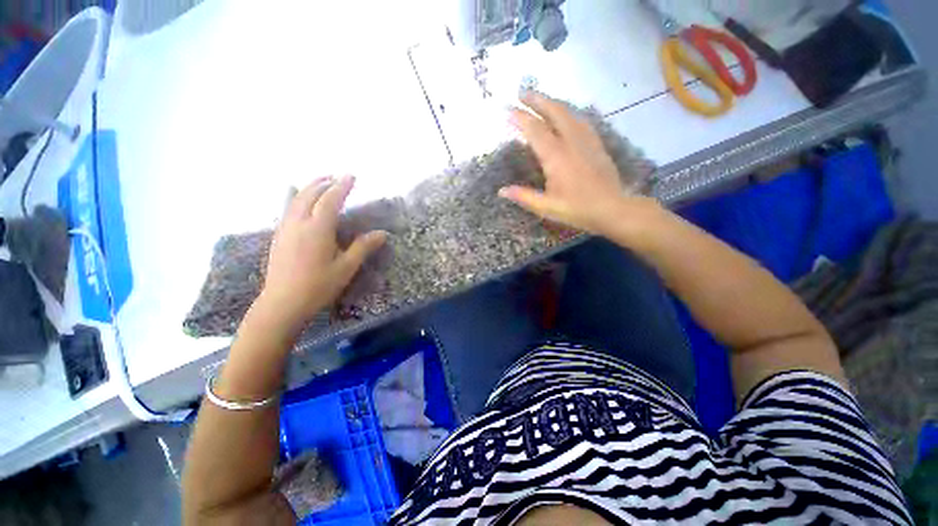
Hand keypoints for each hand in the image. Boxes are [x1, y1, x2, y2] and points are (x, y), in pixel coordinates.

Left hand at [258, 175, 386, 335]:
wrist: (283, 303)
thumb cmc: (318, 286)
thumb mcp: (346, 267)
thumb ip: (363, 247)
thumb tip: (382, 234)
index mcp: (317, 229)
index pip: (330, 200)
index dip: (341, 187)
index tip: (351, 176)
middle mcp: (299, 223)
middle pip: (309, 195)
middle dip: (323, 182)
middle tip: (336, 176)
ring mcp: (285, 229)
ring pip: (295, 200)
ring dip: (309, 187)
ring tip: (320, 181)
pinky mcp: (279, 236)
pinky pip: (287, 209)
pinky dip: (295, 198)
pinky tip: (296, 197)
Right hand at [499, 91, 658, 236]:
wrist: (612, 208)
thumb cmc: (577, 209)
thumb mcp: (546, 207)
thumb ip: (523, 196)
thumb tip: (501, 191)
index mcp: (556, 157)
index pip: (535, 130)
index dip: (520, 118)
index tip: (507, 110)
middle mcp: (570, 142)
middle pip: (553, 112)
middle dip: (536, 100)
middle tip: (522, 93)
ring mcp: (586, 140)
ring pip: (568, 113)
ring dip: (552, 103)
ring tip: (540, 99)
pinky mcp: (596, 144)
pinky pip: (580, 120)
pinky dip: (568, 112)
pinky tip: (565, 115)